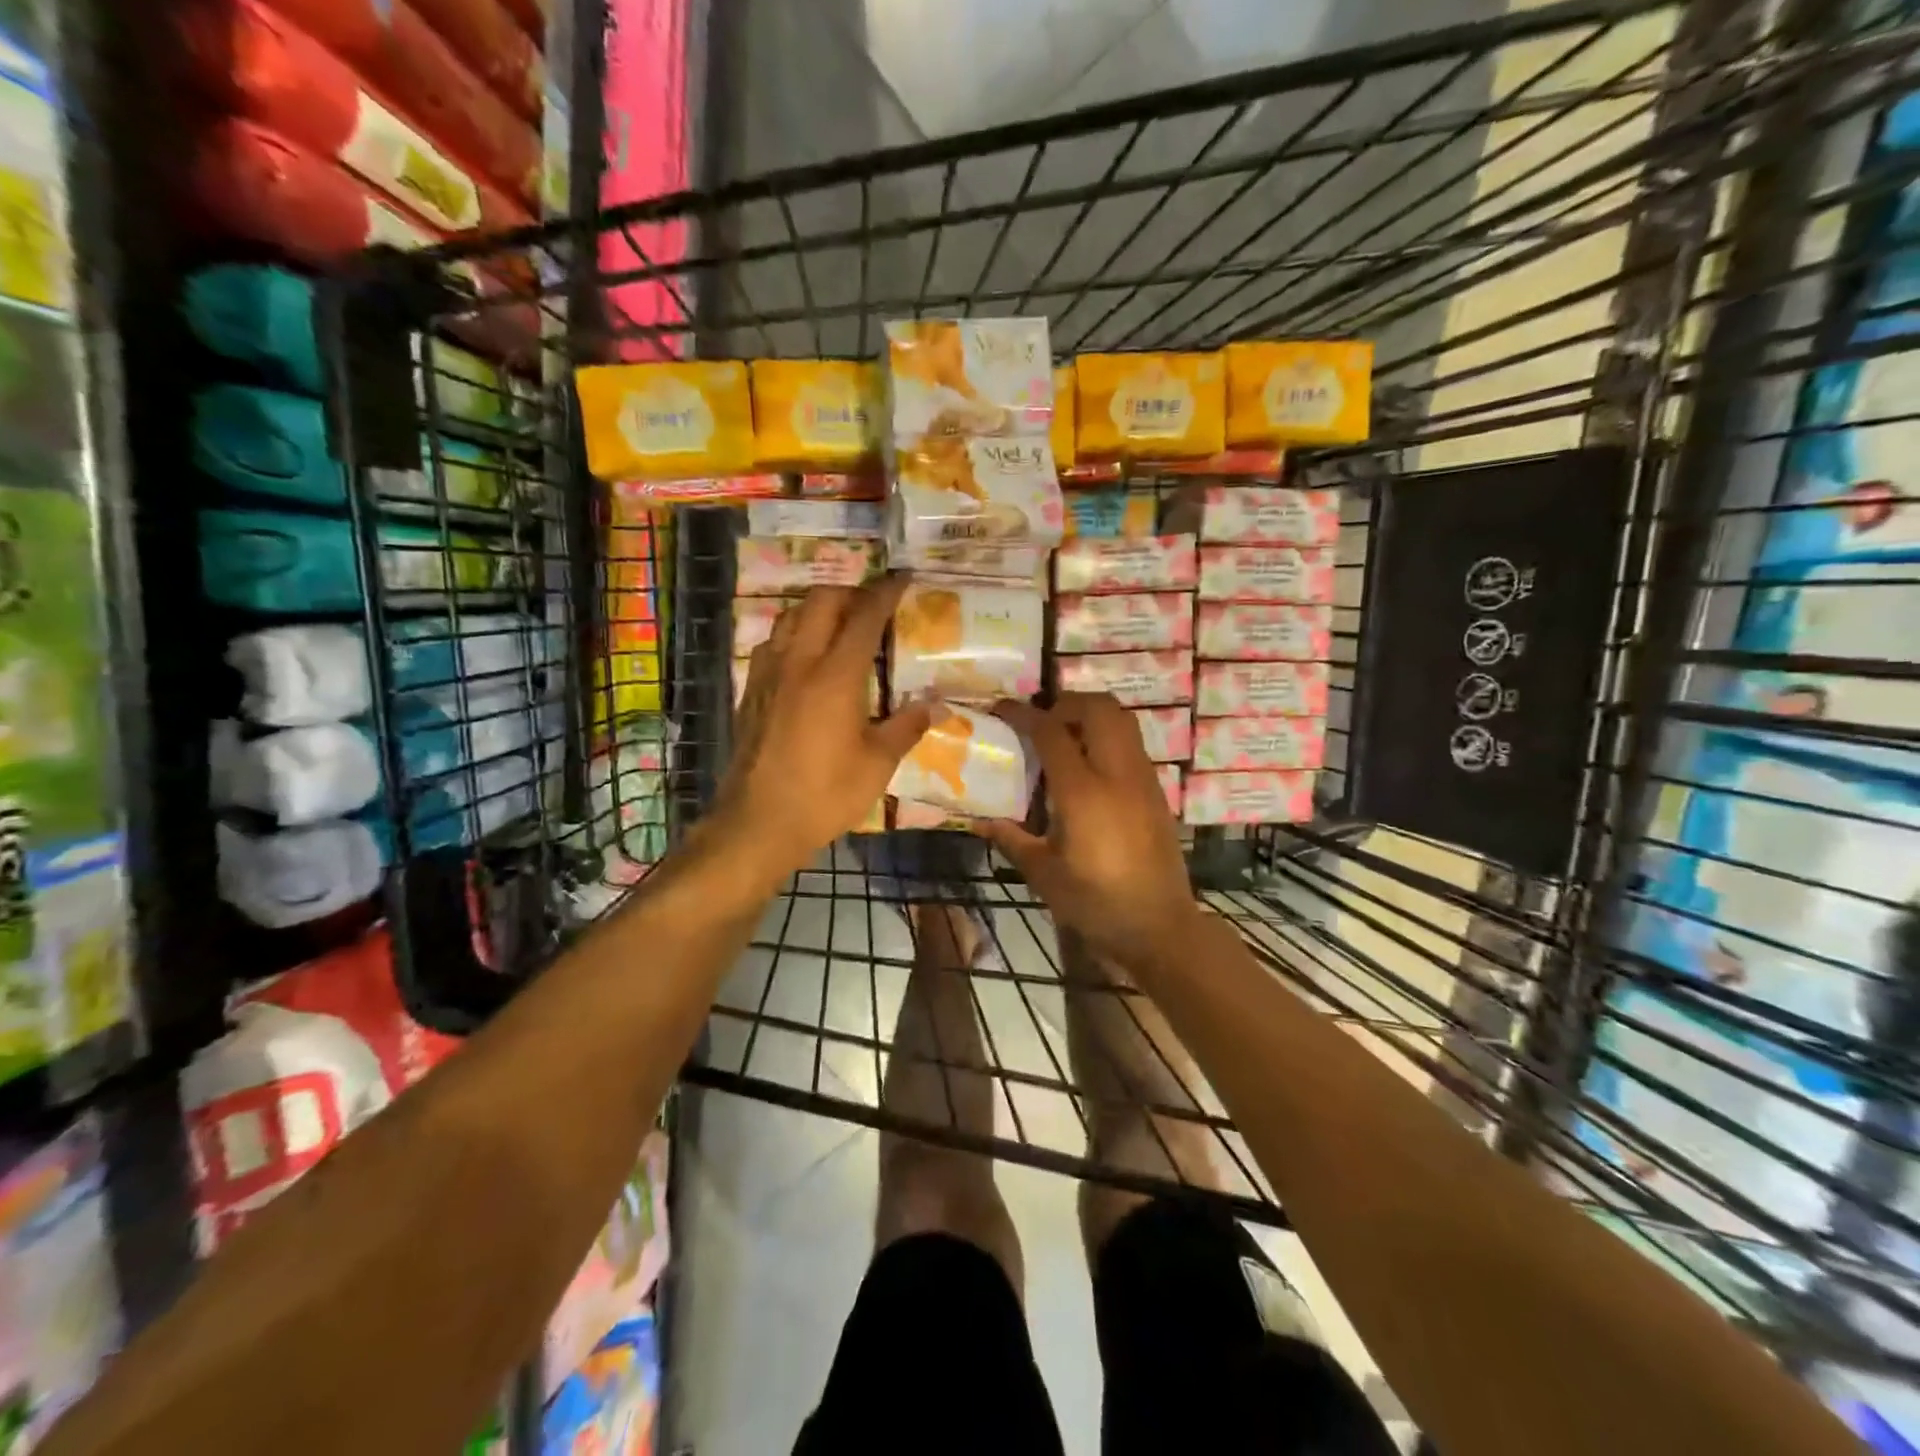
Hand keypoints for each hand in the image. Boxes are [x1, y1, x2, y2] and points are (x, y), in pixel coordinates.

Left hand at [710, 577, 932, 884]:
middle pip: (821, 601)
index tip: (902, 579)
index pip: (864, 616)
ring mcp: (768, 673)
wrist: (758, 823)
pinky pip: (773, 642)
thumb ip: (907, 726)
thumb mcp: (878, 764)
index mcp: (836, 675)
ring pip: (790, 616)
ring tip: (841, 626)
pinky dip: (794, 633)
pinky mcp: (750, 691)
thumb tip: (935, 704)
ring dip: (818, 609)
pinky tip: (806, 658)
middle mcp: (799, 661)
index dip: (885, 593)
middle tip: (873, 607)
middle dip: (851, 593)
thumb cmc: (826, 794)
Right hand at [977, 693, 1199, 965]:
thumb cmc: (1096, 903)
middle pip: (1097, 708)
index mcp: (1082, 792)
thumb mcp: (1044, 874)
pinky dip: (1108, 736)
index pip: (1051, 732)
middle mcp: (1117, 774)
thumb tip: (978, 820)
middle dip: (1066, 703)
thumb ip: (1010, 839)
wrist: (1159, 925)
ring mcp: (1143, 779)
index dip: (1023, 714)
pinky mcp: (1156, 791)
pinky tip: (1090, 768)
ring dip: (1091, 715)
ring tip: (1066, 737)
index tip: (1002, 709)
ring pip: (1122, 720)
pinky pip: (1132, 744)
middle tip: (1042, 721)